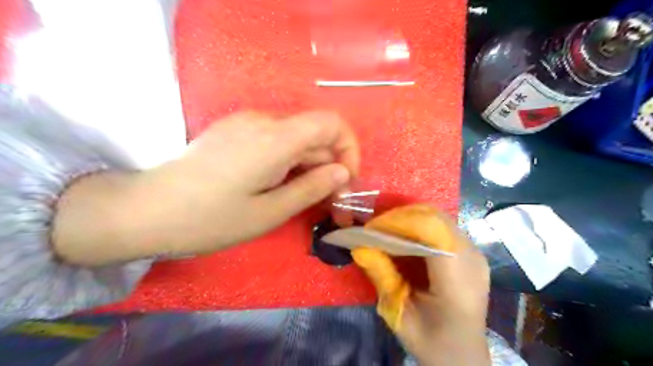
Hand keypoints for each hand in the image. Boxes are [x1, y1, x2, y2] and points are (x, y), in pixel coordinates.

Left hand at [53, 110, 358, 264]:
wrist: (146, 210)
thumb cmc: (209, 219)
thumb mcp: (269, 212)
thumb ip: (312, 188)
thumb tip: (343, 172)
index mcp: (275, 138)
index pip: (332, 122)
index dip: (349, 148)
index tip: (345, 180)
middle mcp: (263, 121)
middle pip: (315, 134)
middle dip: (330, 166)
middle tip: (330, 203)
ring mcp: (246, 123)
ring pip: (297, 139)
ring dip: (310, 166)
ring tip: (305, 199)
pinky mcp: (235, 131)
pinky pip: (276, 141)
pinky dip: (290, 161)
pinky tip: (280, 186)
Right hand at [352, 205, 489, 364]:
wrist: (464, 355)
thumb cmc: (433, 342)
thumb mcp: (399, 315)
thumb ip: (382, 278)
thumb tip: (360, 247)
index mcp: (458, 281)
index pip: (431, 231)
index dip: (399, 222)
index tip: (372, 228)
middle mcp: (471, 259)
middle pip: (435, 218)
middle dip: (401, 217)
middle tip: (376, 228)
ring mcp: (474, 253)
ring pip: (438, 218)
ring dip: (409, 219)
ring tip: (387, 231)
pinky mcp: (470, 251)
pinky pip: (442, 227)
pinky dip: (419, 226)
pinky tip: (405, 239)